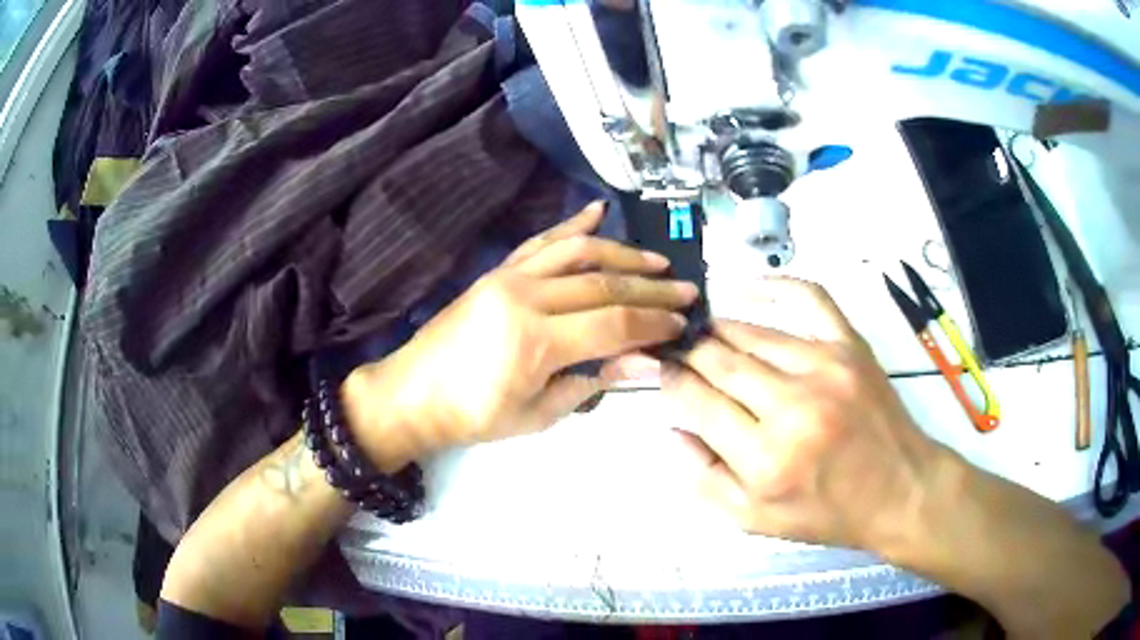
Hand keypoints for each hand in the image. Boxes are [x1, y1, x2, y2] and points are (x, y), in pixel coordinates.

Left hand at [343, 202, 695, 469]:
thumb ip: (592, 381)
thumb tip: (645, 361)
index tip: (682, 323)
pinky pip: (542, 241)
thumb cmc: (474, 416)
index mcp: (535, 341)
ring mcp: (510, 277)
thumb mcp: (538, 414)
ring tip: (657, 260)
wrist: (413, 392)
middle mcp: (526, 297)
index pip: (613, 324)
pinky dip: (573, 225)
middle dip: (651, 289)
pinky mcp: (499, 270)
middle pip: (603, 285)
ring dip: (623, 253)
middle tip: (686, 290)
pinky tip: (599, 211)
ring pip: (578, 252)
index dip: (652, 324)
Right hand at [660, 278, 938, 550]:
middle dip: (688, 352)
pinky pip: (808, 298)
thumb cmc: (827, 512)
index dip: (671, 381)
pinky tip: (747, 288)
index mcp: (764, 458)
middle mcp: (792, 406)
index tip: (662, 371)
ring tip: (704, 331)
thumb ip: (705, 480)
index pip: (698, 402)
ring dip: (719, 329)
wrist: (898, 489)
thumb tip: (672, 429)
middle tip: (676, 349)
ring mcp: (825, 367)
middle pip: (719, 361)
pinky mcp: (850, 345)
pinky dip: (774, 286)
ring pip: (752, 333)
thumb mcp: (755, 521)